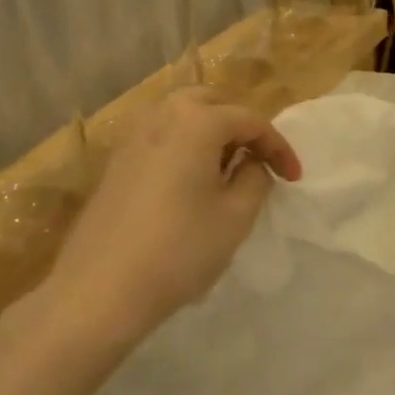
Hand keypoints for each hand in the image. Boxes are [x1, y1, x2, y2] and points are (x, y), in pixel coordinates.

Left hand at [40, 90, 301, 346]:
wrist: (100, 290)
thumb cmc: (180, 250)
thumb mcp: (236, 216)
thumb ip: (254, 178)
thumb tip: (250, 163)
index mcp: (196, 122)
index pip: (250, 121)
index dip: (278, 147)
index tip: (293, 178)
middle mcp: (160, 117)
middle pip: (210, 103)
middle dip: (240, 126)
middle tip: (258, 159)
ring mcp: (131, 139)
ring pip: (180, 118)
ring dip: (210, 134)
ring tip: (226, 171)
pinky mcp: (114, 165)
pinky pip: (159, 139)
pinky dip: (183, 148)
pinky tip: (190, 185)